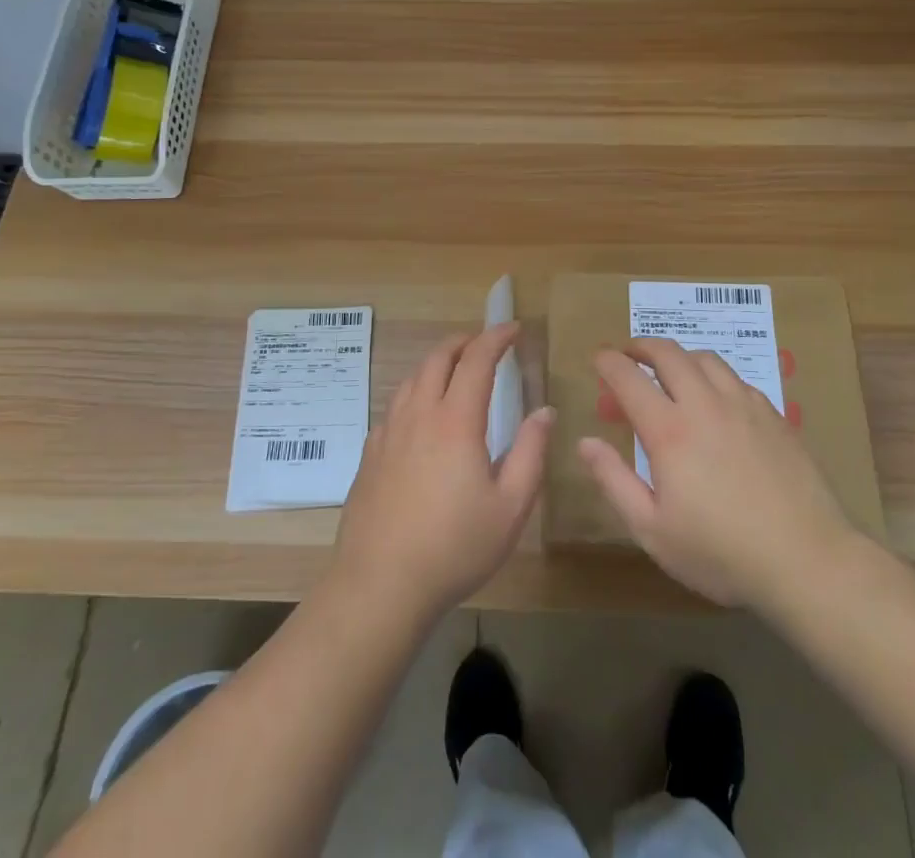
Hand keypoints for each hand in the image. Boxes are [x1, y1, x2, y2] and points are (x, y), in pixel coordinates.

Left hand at [332, 324, 553, 619]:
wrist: (379, 585)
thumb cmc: (454, 547)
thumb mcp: (510, 507)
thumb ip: (530, 453)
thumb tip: (544, 411)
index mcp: (455, 421)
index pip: (477, 360)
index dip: (496, 337)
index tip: (514, 328)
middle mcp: (419, 415)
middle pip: (438, 358)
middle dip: (464, 341)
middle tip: (486, 343)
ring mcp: (389, 432)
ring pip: (412, 378)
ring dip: (437, 362)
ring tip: (456, 371)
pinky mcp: (371, 454)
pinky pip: (396, 404)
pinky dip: (416, 391)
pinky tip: (423, 415)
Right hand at [580, 337, 852, 608]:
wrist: (806, 559)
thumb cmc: (721, 553)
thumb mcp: (653, 531)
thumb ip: (614, 481)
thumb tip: (585, 442)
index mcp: (669, 431)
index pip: (629, 377)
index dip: (608, 362)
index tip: (598, 358)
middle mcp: (704, 404)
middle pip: (668, 353)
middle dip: (641, 346)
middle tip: (629, 355)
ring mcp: (743, 405)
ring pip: (704, 358)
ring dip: (678, 356)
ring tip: (670, 370)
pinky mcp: (773, 414)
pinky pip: (735, 378)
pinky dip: (712, 375)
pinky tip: (714, 397)